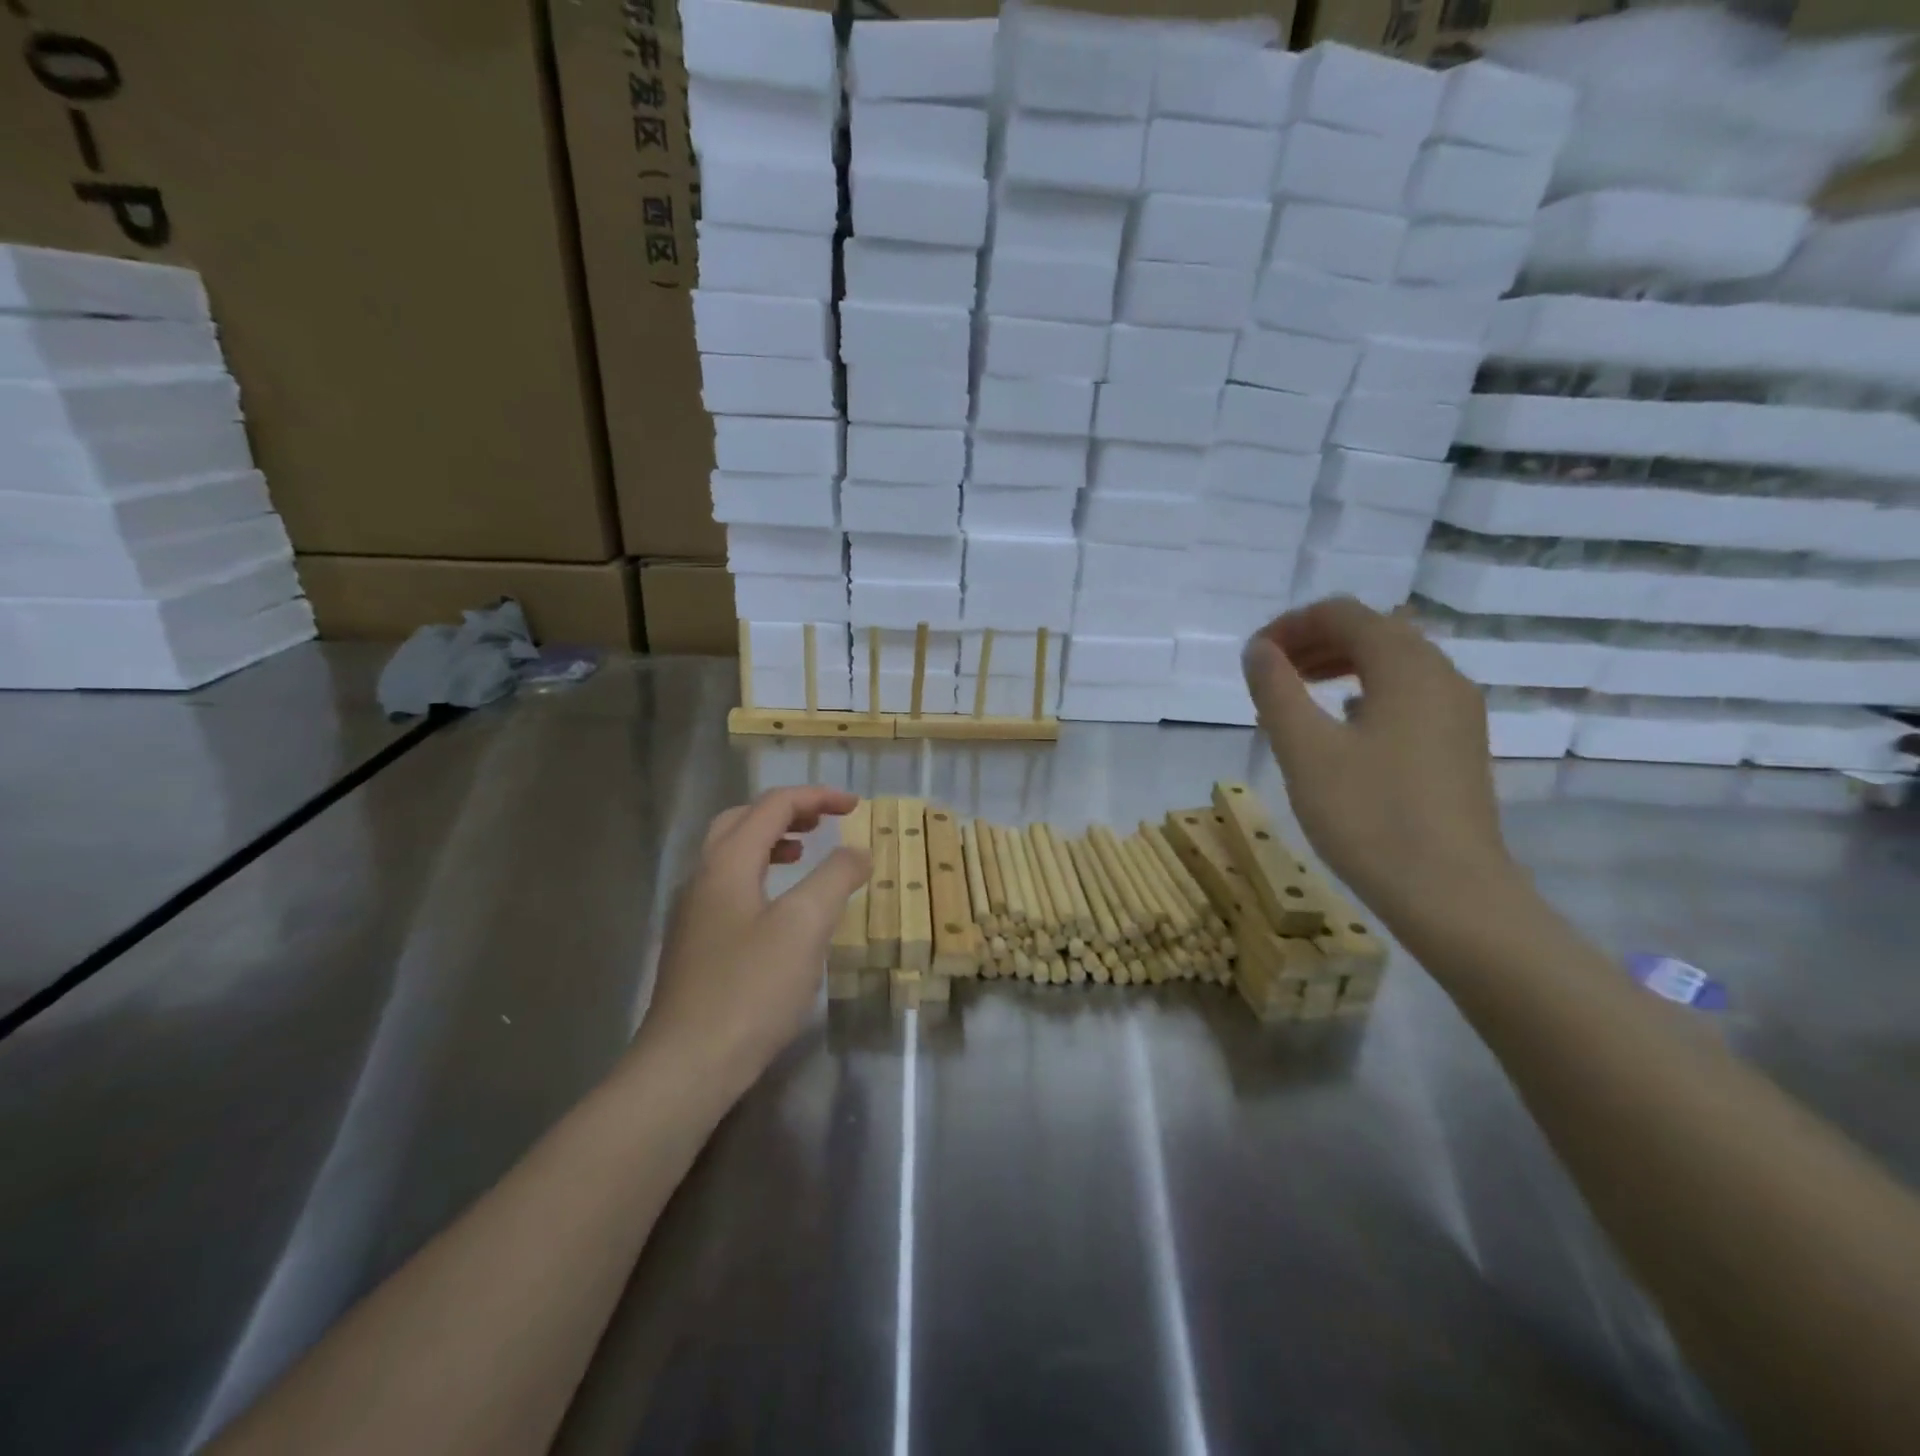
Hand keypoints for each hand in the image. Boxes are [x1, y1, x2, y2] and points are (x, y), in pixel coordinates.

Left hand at [637, 787, 869, 1099]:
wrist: (687, 1066)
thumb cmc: (751, 989)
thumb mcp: (805, 926)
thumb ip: (835, 878)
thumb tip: (857, 851)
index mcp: (727, 863)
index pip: (772, 807)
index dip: (815, 797)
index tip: (856, 806)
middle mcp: (703, 878)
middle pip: (742, 821)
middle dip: (786, 812)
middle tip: (824, 821)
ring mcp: (694, 914)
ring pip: (731, 855)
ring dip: (770, 841)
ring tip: (804, 852)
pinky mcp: (695, 946)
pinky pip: (730, 887)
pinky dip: (760, 875)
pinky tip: (781, 909)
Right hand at [1242, 597, 1515, 919]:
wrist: (1450, 894)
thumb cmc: (1368, 815)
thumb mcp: (1305, 749)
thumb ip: (1276, 689)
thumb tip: (1259, 649)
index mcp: (1406, 666)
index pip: (1344, 614)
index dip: (1292, 624)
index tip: (1254, 655)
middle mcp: (1441, 675)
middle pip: (1373, 632)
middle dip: (1316, 640)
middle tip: (1270, 671)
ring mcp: (1457, 712)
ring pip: (1394, 664)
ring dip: (1340, 664)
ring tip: (1297, 692)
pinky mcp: (1459, 745)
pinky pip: (1408, 695)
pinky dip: (1366, 691)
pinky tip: (1341, 723)